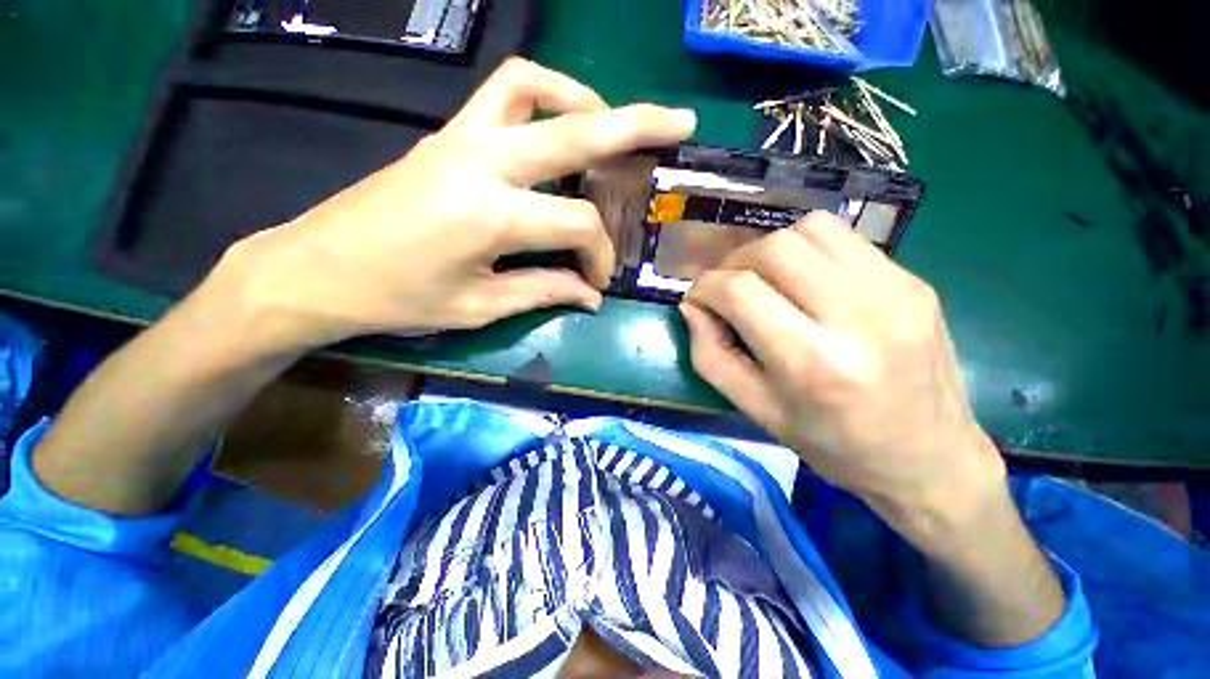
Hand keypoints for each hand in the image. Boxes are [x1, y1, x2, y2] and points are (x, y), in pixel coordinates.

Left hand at [215, 58, 696, 350]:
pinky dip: (544, 97)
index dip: (599, 256)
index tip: (598, 282)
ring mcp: (461, 137)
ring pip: (535, 87)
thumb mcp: (479, 307)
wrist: (316, 269)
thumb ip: (544, 292)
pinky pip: (503, 92)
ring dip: (585, 101)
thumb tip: (590, 295)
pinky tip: (558, 128)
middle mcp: (482, 161)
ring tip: (613, 128)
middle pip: (576, 128)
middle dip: (637, 124)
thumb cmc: (397, 299)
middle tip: (680, 122)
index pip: (578, 225)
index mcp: (491, 215)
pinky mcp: (447, 133)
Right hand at [680, 213, 1006, 539]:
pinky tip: (804, 281)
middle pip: (775, 248)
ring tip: (765, 280)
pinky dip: (808, 250)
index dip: (705, 287)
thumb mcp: (756, 409)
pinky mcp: (913, 281)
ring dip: (771, 249)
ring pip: (811, 229)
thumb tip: (692, 307)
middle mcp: (858, 317)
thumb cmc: (832, 444)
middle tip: (728, 288)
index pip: (740, 292)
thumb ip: (710, 355)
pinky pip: (844, 239)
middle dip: (734, 263)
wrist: (930, 459)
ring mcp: (896, 291)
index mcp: (813, 364)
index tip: (697, 299)